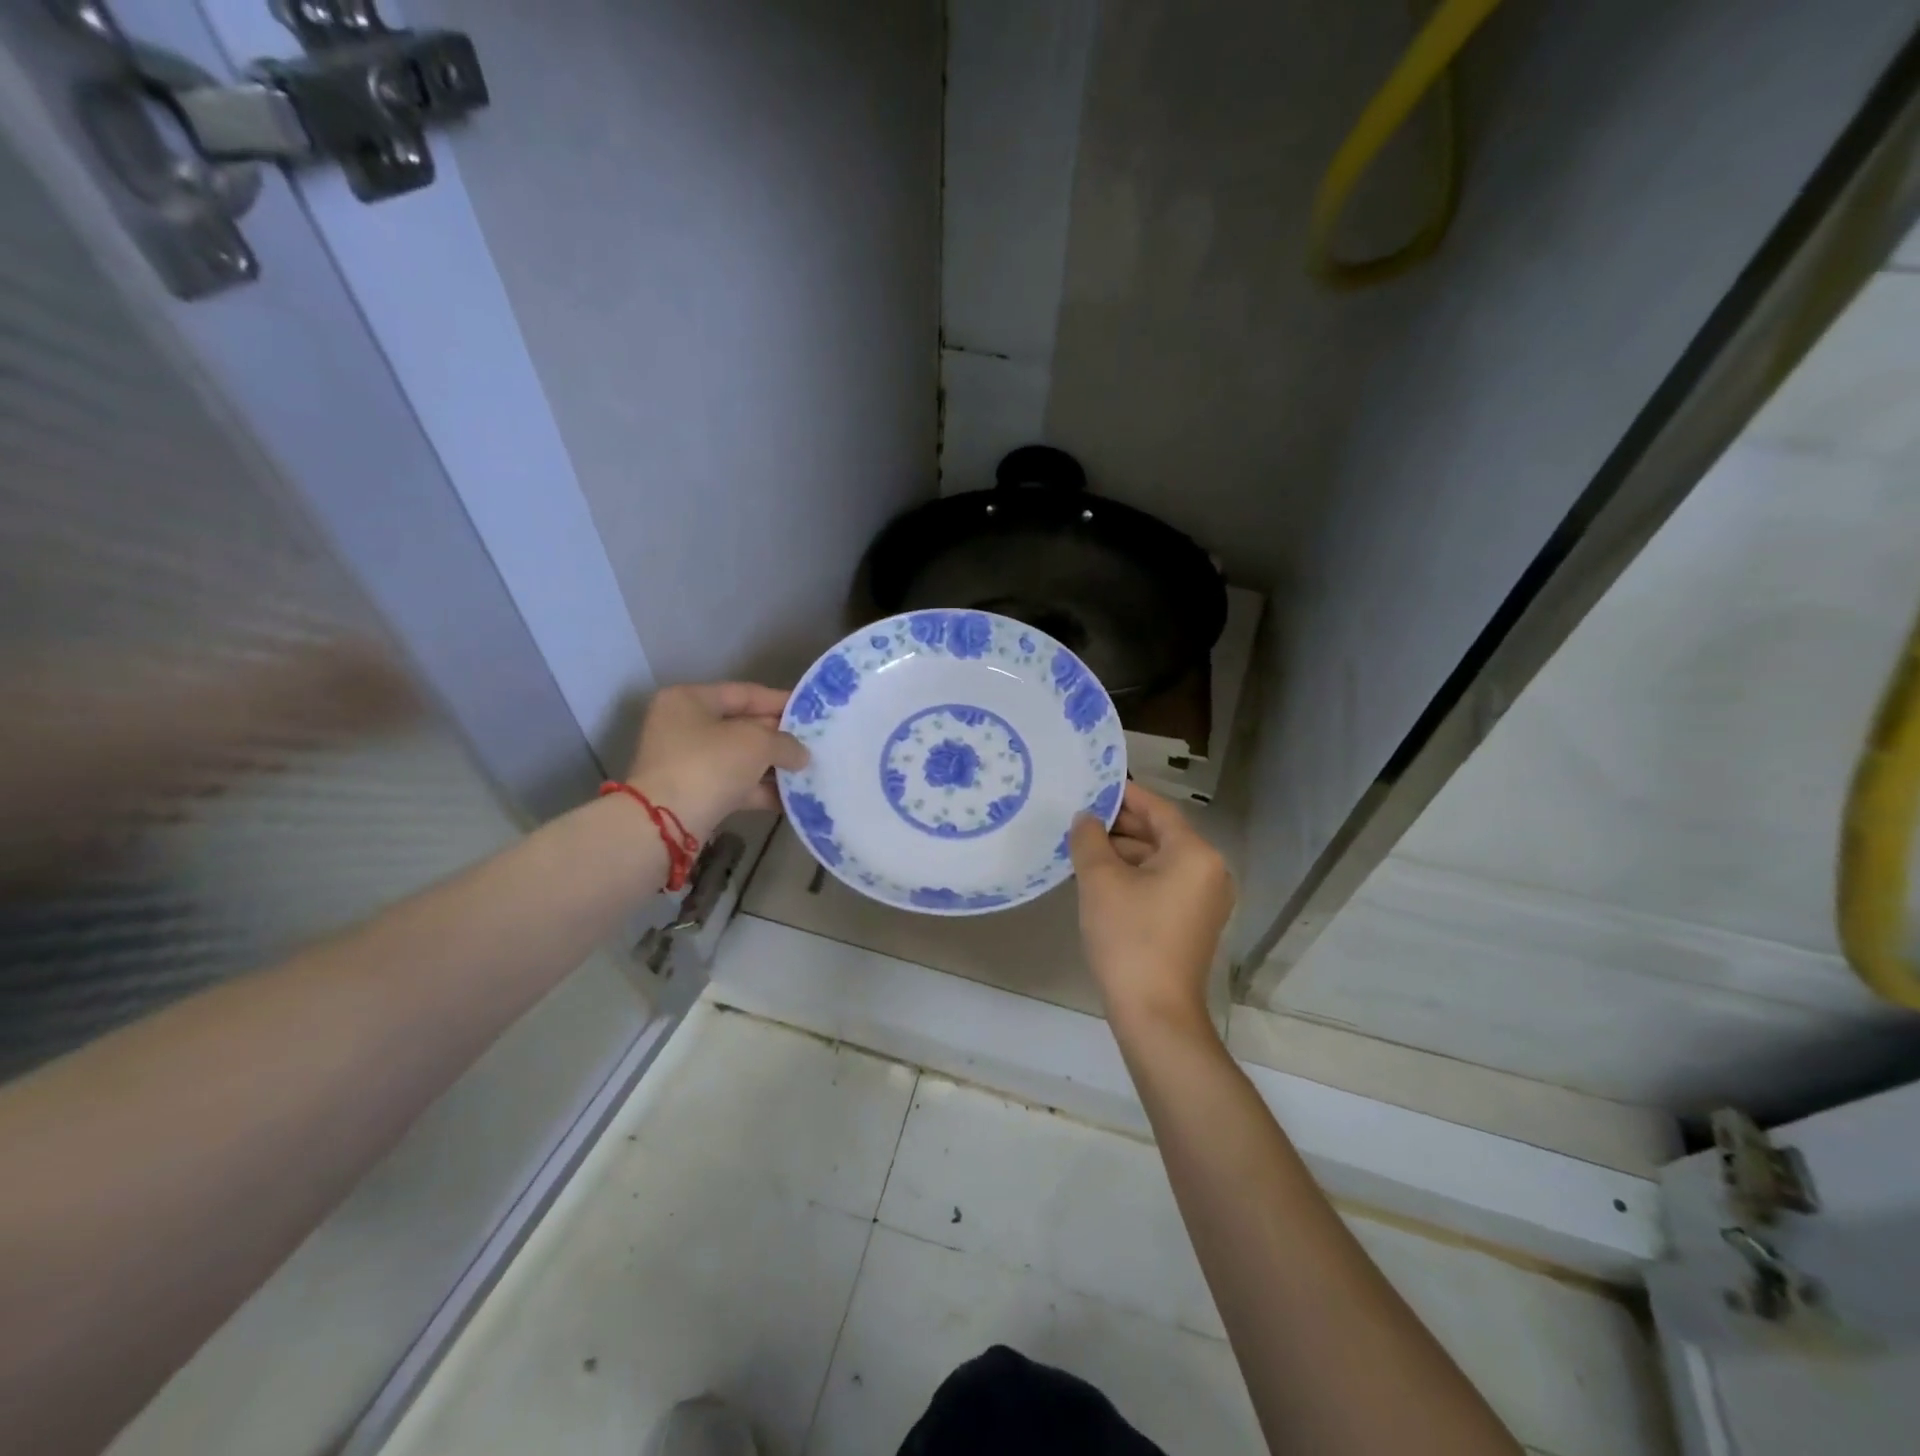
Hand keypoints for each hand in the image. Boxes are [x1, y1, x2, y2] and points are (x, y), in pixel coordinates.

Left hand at [625, 683, 808, 840]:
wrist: (666, 823)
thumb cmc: (709, 764)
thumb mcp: (756, 743)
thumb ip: (785, 742)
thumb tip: (801, 754)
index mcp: (690, 699)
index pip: (744, 693)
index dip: (780, 701)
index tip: (811, 711)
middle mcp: (684, 726)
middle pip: (742, 726)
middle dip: (779, 737)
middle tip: (813, 744)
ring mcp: (686, 762)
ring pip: (740, 758)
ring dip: (773, 766)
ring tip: (809, 771)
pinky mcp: (693, 793)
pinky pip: (734, 785)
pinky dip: (760, 790)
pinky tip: (792, 798)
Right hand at [1070, 782, 1233, 1033]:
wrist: (1154, 1014)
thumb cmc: (1129, 938)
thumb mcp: (1100, 881)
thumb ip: (1089, 839)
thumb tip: (1085, 819)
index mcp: (1195, 854)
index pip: (1158, 809)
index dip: (1124, 795)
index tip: (1092, 786)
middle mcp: (1209, 871)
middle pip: (1160, 834)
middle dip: (1118, 826)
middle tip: (1078, 819)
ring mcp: (1203, 900)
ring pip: (1158, 861)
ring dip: (1122, 853)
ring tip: (1080, 849)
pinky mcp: (1191, 923)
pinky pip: (1161, 884)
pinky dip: (1133, 876)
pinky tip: (1098, 880)